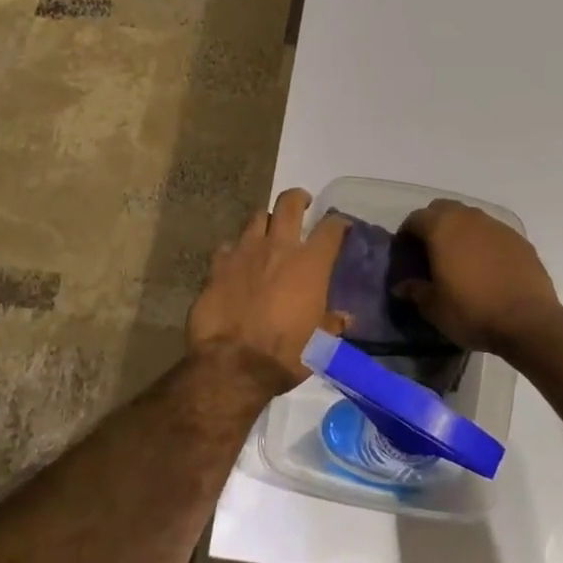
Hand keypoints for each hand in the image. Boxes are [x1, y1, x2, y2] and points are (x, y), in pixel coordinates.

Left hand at [187, 188, 349, 392]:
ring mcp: (244, 252)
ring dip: (266, 221)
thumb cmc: (286, 354)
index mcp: (310, 264)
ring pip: (256, 217)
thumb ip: (332, 324)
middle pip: (289, 203)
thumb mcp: (320, 344)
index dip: (339, 222)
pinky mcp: (217, 266)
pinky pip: (227, 247)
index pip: (331, 228)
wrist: (233, 364)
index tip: (341, 225)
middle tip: (302, 203)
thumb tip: (345, 318)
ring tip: (268, 231)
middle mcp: (278, 247)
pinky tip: (235, 261)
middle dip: (298, 198)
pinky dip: (234, 251)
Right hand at [395, 199, 562, 354]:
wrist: (528, 321)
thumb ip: (414, 290)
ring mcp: (498, 227)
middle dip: (433, 224)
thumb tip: (401, 286)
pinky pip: (493, 233)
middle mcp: (469, 218)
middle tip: (430, 251)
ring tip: (459, 259)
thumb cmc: (471, 311)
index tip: (405, 253)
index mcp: (442, 228)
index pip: (415, 218)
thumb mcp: (433, 307)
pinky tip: (486, 267)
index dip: (406, 234)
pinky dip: (484, 243)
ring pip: (471, 218)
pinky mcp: (520, 240)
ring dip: (460, 231)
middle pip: (443, 209)